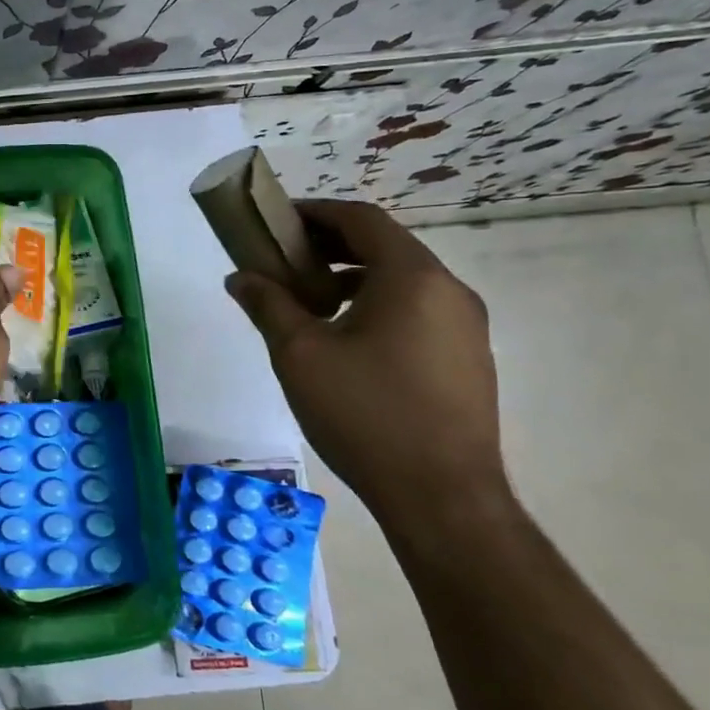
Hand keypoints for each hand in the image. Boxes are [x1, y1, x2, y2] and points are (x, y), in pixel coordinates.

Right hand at [225, 200, 511, 532]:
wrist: (442, 497)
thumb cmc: (365, 413)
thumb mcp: (299, 354)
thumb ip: (268, 305)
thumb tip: (242, 277)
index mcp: (412, 277)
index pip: (361, 219)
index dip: (315, 212)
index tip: (277, 221)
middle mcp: (449, 291)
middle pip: (385, 246)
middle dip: (330, 246)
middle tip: (284, 262)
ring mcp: (466, 327)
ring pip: (402, 281)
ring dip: (353, 278)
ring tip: (310, 304)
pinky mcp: (467, 360)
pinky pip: (418, 312)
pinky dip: (378, 306)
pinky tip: (347, 342)